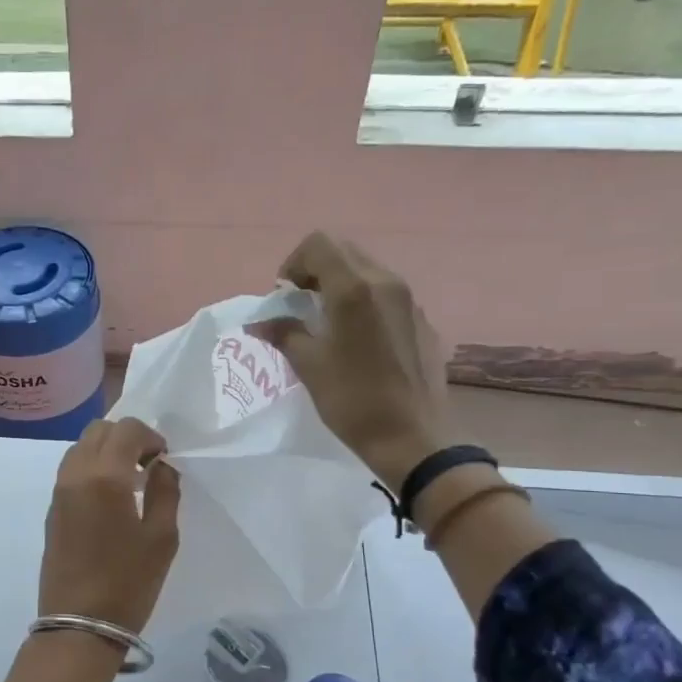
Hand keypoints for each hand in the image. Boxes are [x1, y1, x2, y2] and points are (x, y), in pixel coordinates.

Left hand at [38, 418, 180, 633]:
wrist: (79, 624)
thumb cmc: (128, 582)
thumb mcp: (162, 538)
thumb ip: (166, 492)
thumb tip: (162, 467)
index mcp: (105, 476)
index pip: (127, 430)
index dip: (151, 436)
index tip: (165, 460)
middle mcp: (75, 475)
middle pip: (98, 430)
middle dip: (126, 437)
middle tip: (148, 465)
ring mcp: (58, 492)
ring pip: (80, 447)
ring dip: (107, 451)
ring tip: (130, 481)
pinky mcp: (52, 510)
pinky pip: (71, 470)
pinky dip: (92, 468)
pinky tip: (111, 498)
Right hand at [250, 232, 455, 485]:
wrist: (412, 437)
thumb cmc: (352, 400)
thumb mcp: (308, 366)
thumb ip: (283, 333)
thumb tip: (260, 322)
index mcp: (354, 288)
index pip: (318, 245)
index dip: (293, 264)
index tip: (284, 297)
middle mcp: (386, 282)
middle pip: (344, 252)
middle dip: (315, 271)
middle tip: (301, 306)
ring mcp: (409, 300)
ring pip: (367, 270)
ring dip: (340, 285)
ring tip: (327, 323)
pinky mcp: (421, 320)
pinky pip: (386, 294)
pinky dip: (364, 302)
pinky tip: (357, 341)